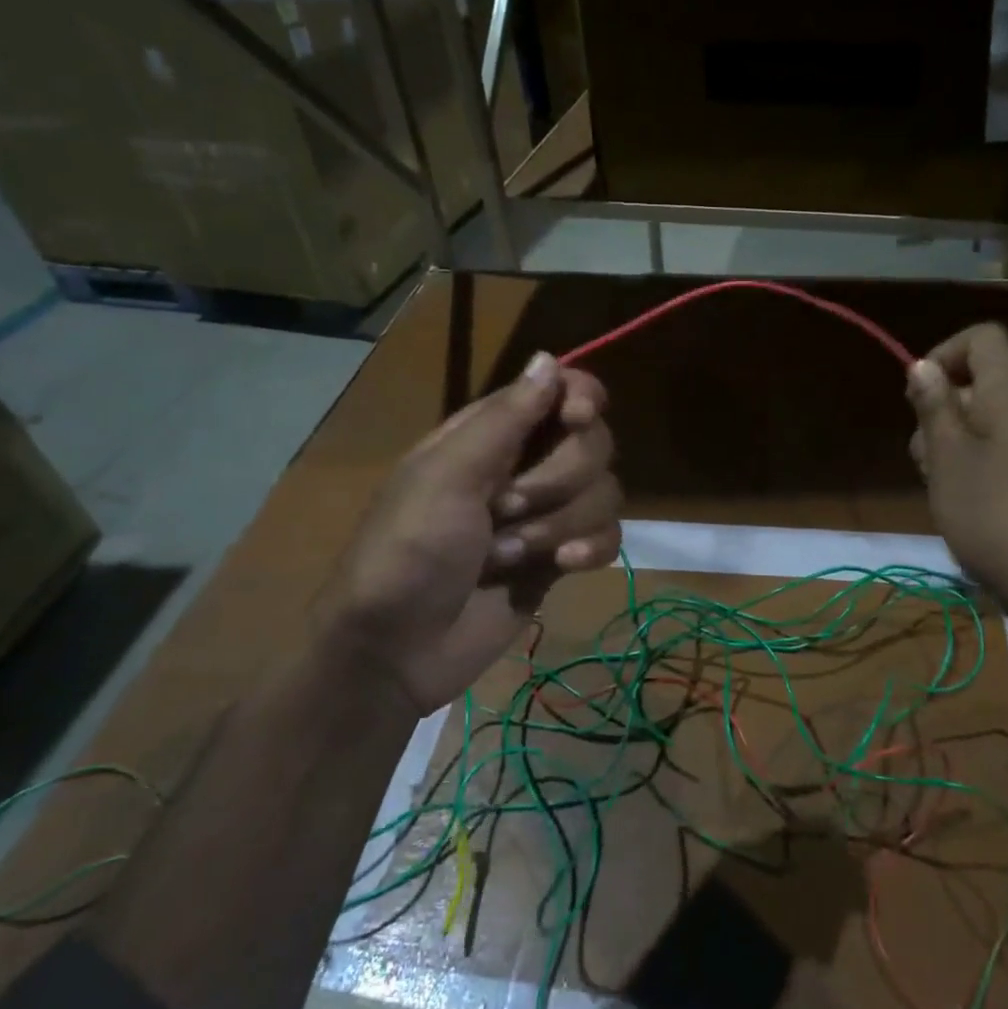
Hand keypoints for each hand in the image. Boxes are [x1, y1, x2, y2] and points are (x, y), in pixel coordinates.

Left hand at [314, 352, 621, 713]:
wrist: (398, 650)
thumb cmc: (407, 552)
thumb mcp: (446, 478)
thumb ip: (504, 419)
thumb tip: (549, 358)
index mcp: (491, 434)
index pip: (560, 390)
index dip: (580, 397)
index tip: (576, 419)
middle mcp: (526, 465)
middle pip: (593, 442)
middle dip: (559, 479)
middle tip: (506, 509)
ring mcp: (547, 514)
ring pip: (606, 491)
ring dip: (562, 524)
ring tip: (509, 554)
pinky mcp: (562, 558)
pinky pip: (609, 536)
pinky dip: (592, 549)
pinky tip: (562, 568)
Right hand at [906, 324, 1007, 638]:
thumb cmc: (995, 516)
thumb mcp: (948, 459)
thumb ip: (934, 407)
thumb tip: (924, 365)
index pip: (983, 338)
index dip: (943, 354)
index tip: (917, 398)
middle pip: (980, 383)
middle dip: (941, 412)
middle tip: (926, 459)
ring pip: (988, 422)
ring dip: (954, 446)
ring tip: (942, 490)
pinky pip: (1006, 452)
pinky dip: (977, 468)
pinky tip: (966, 508)